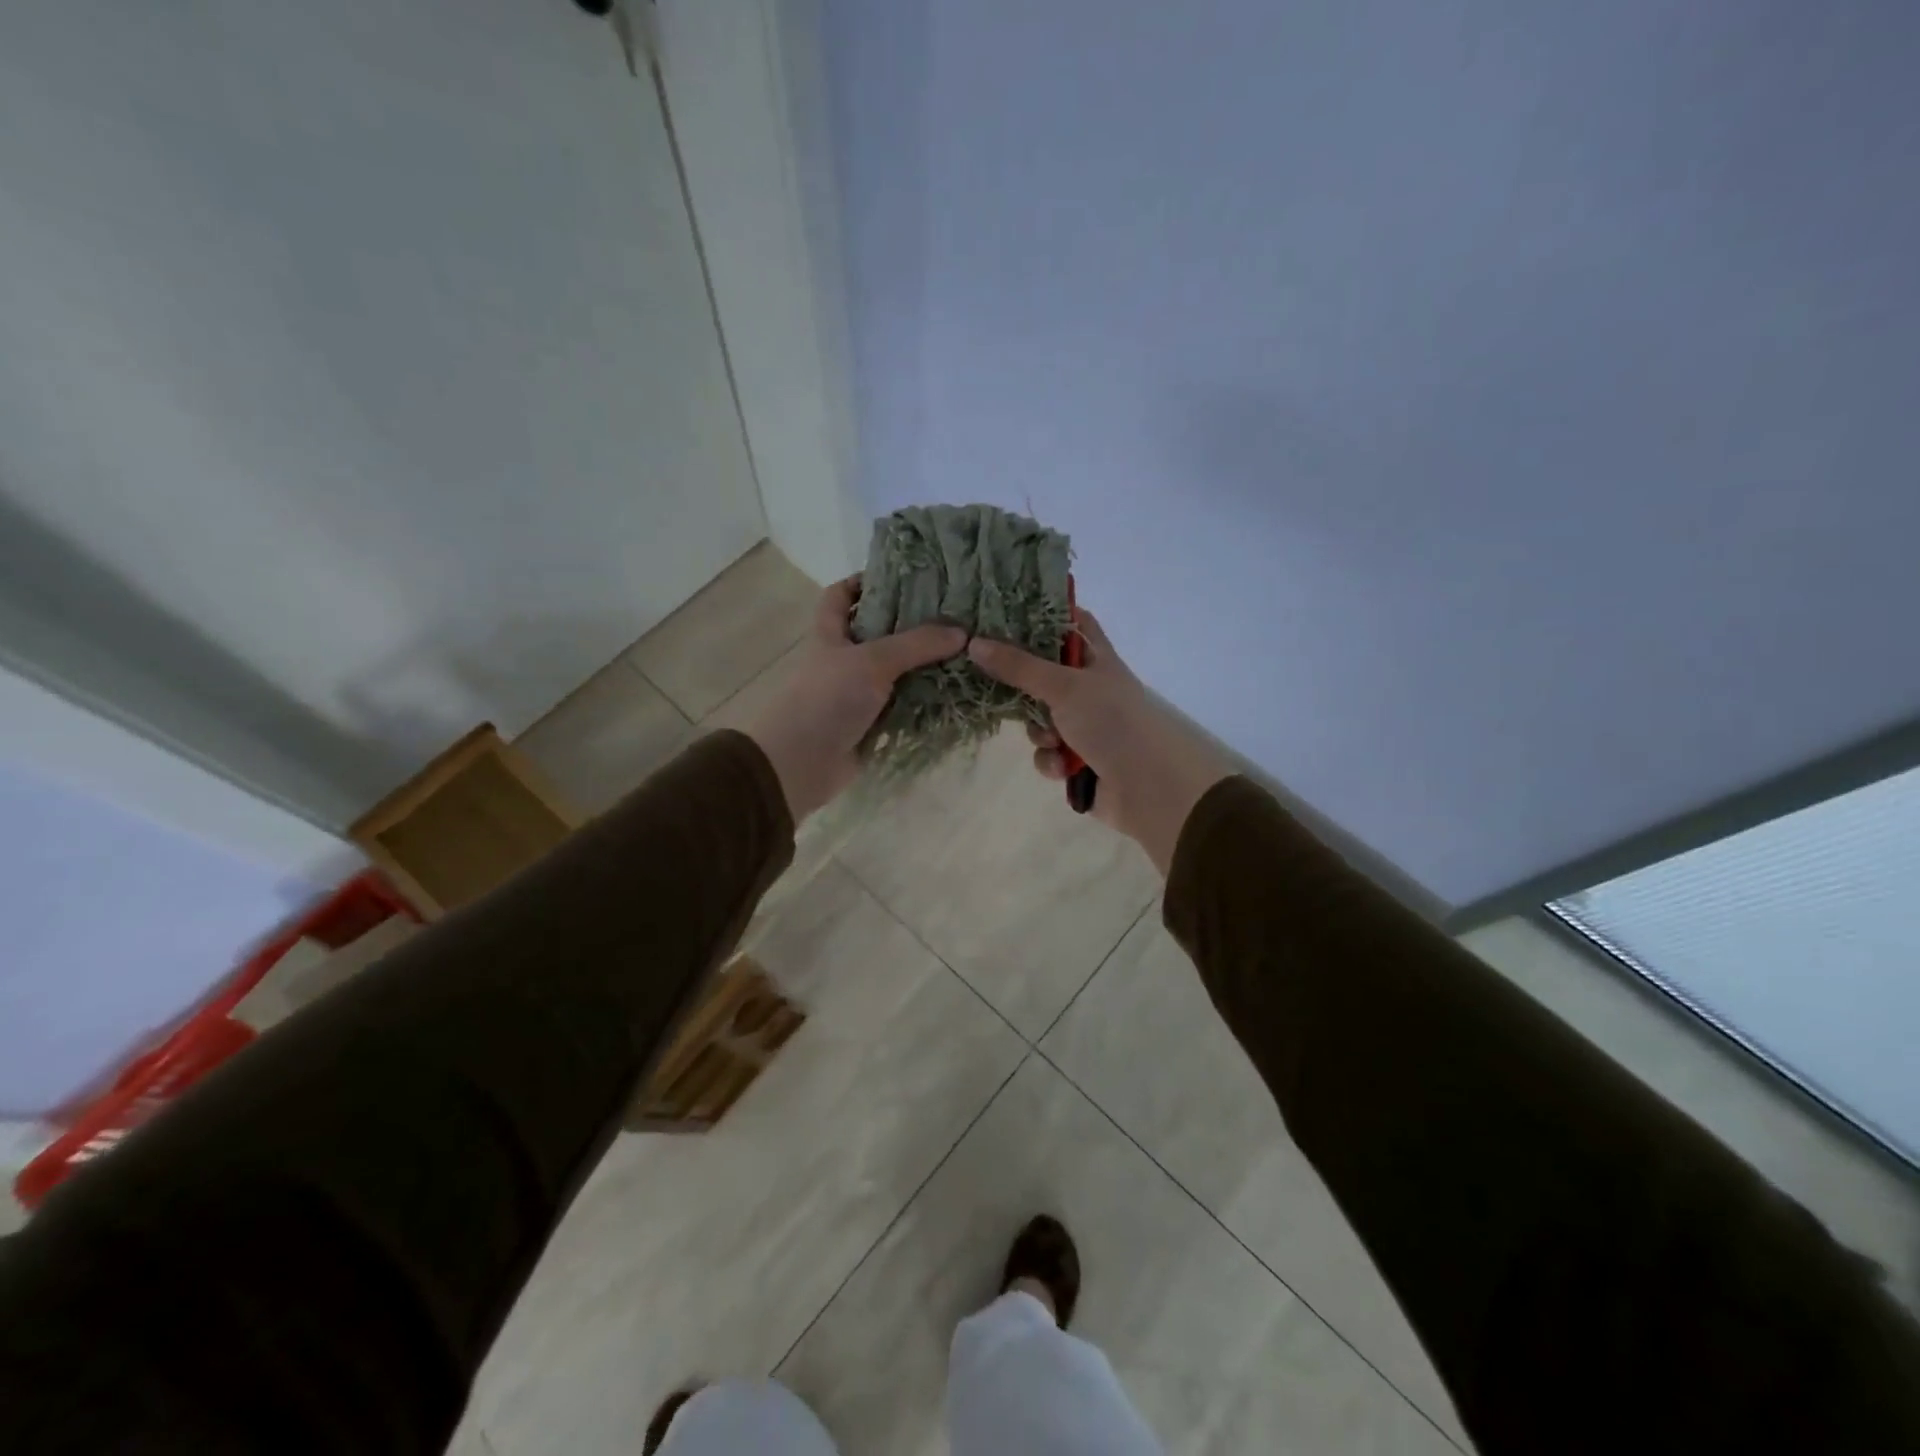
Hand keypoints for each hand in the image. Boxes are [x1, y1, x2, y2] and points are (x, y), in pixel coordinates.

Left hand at [744, 577, 966, 822]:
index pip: (840, 595)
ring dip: (925, 665)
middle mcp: (844, 659)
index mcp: (831, 634)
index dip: (864, 581)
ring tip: (966, 649)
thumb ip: (917, 644)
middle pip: (878, 632)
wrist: (800, 763)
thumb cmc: (827, 699)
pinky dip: (925, 700)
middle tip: (954, 613)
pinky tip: (956, 691)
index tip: (903, 577)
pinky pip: (903, 705)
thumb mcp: (872, 661)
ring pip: (896, 671)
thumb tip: (962, 632)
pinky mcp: (871, 723)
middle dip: (911, 623)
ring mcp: (857, 693)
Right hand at [967, 609, 1233, 874]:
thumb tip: (973, 643)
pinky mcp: (1078, 759)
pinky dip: (1051, 760)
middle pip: (1043, 673)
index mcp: (1096, 658)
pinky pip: (1048, 753)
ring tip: (1053, 740)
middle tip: (989, 678)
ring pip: (1040, 718)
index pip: (1070, 622)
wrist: (1149, 786)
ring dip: (1039, 731)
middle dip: (1022, 685)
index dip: (1041, 614)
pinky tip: (1063, 768)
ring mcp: (1085, 724)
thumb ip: (1018, 666)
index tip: (1002, 613)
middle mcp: (1090, 687)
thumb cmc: (1111, 721)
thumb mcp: (1064, 686)